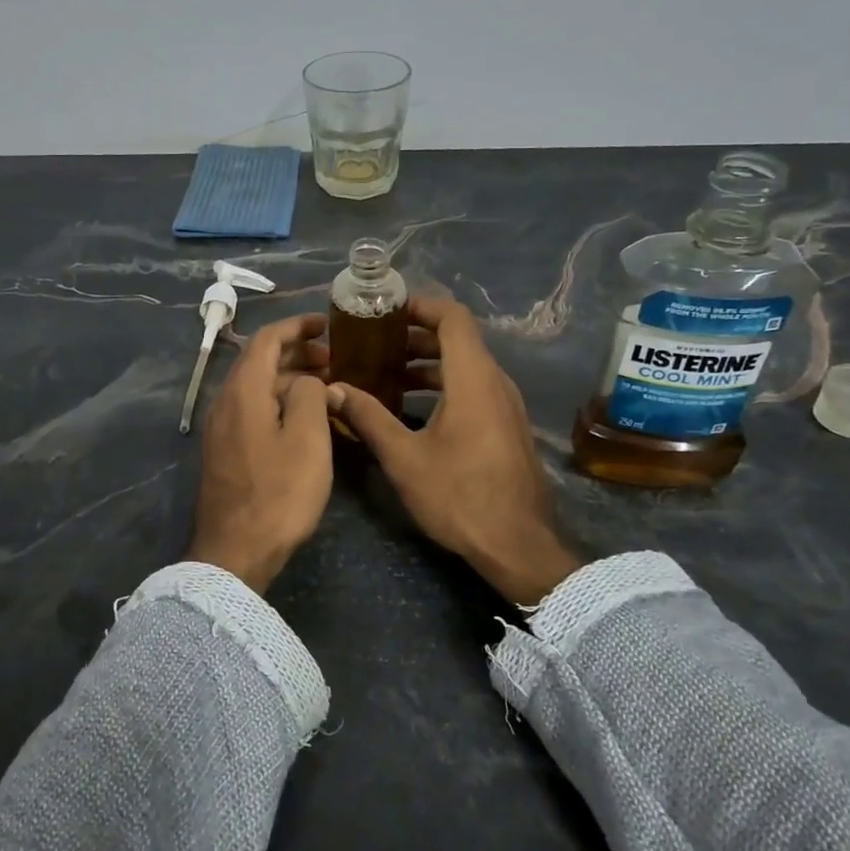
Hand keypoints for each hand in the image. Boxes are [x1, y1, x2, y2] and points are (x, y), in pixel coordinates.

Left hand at [187, 313, 334, 592]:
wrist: (236, 551)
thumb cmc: (278, 492)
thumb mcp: (308, 439)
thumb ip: (311, 396)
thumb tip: (310, 381)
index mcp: (243, 391)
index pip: (267, 339)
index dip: (297, 326)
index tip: (327, 324)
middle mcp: (225, 401)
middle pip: (259, 361)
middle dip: (296, 352)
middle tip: (334, 357)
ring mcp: (221, 428)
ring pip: (256, 387)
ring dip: (289, 378)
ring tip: (326, 385)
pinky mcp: (225, 450)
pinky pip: (252, 409)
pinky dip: (279, 400)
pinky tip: (303, 418)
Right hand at [329, 295, 579, 608]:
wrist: (517, 544)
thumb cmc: (459, 496)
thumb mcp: (404, 458)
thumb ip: (368, 417)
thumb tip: (332, 389)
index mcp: (473, 378)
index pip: (453, 317)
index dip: (420, 306)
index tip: (386, 312)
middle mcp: (495, 382)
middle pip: (458, 340)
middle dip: (415, 336)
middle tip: (375, 345)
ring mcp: (506, 405)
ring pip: (466, 366)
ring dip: (428, 364)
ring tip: (387, 375)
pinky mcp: (507, 426)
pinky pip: (474, 388)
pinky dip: (444, 385)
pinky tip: (413, 409)